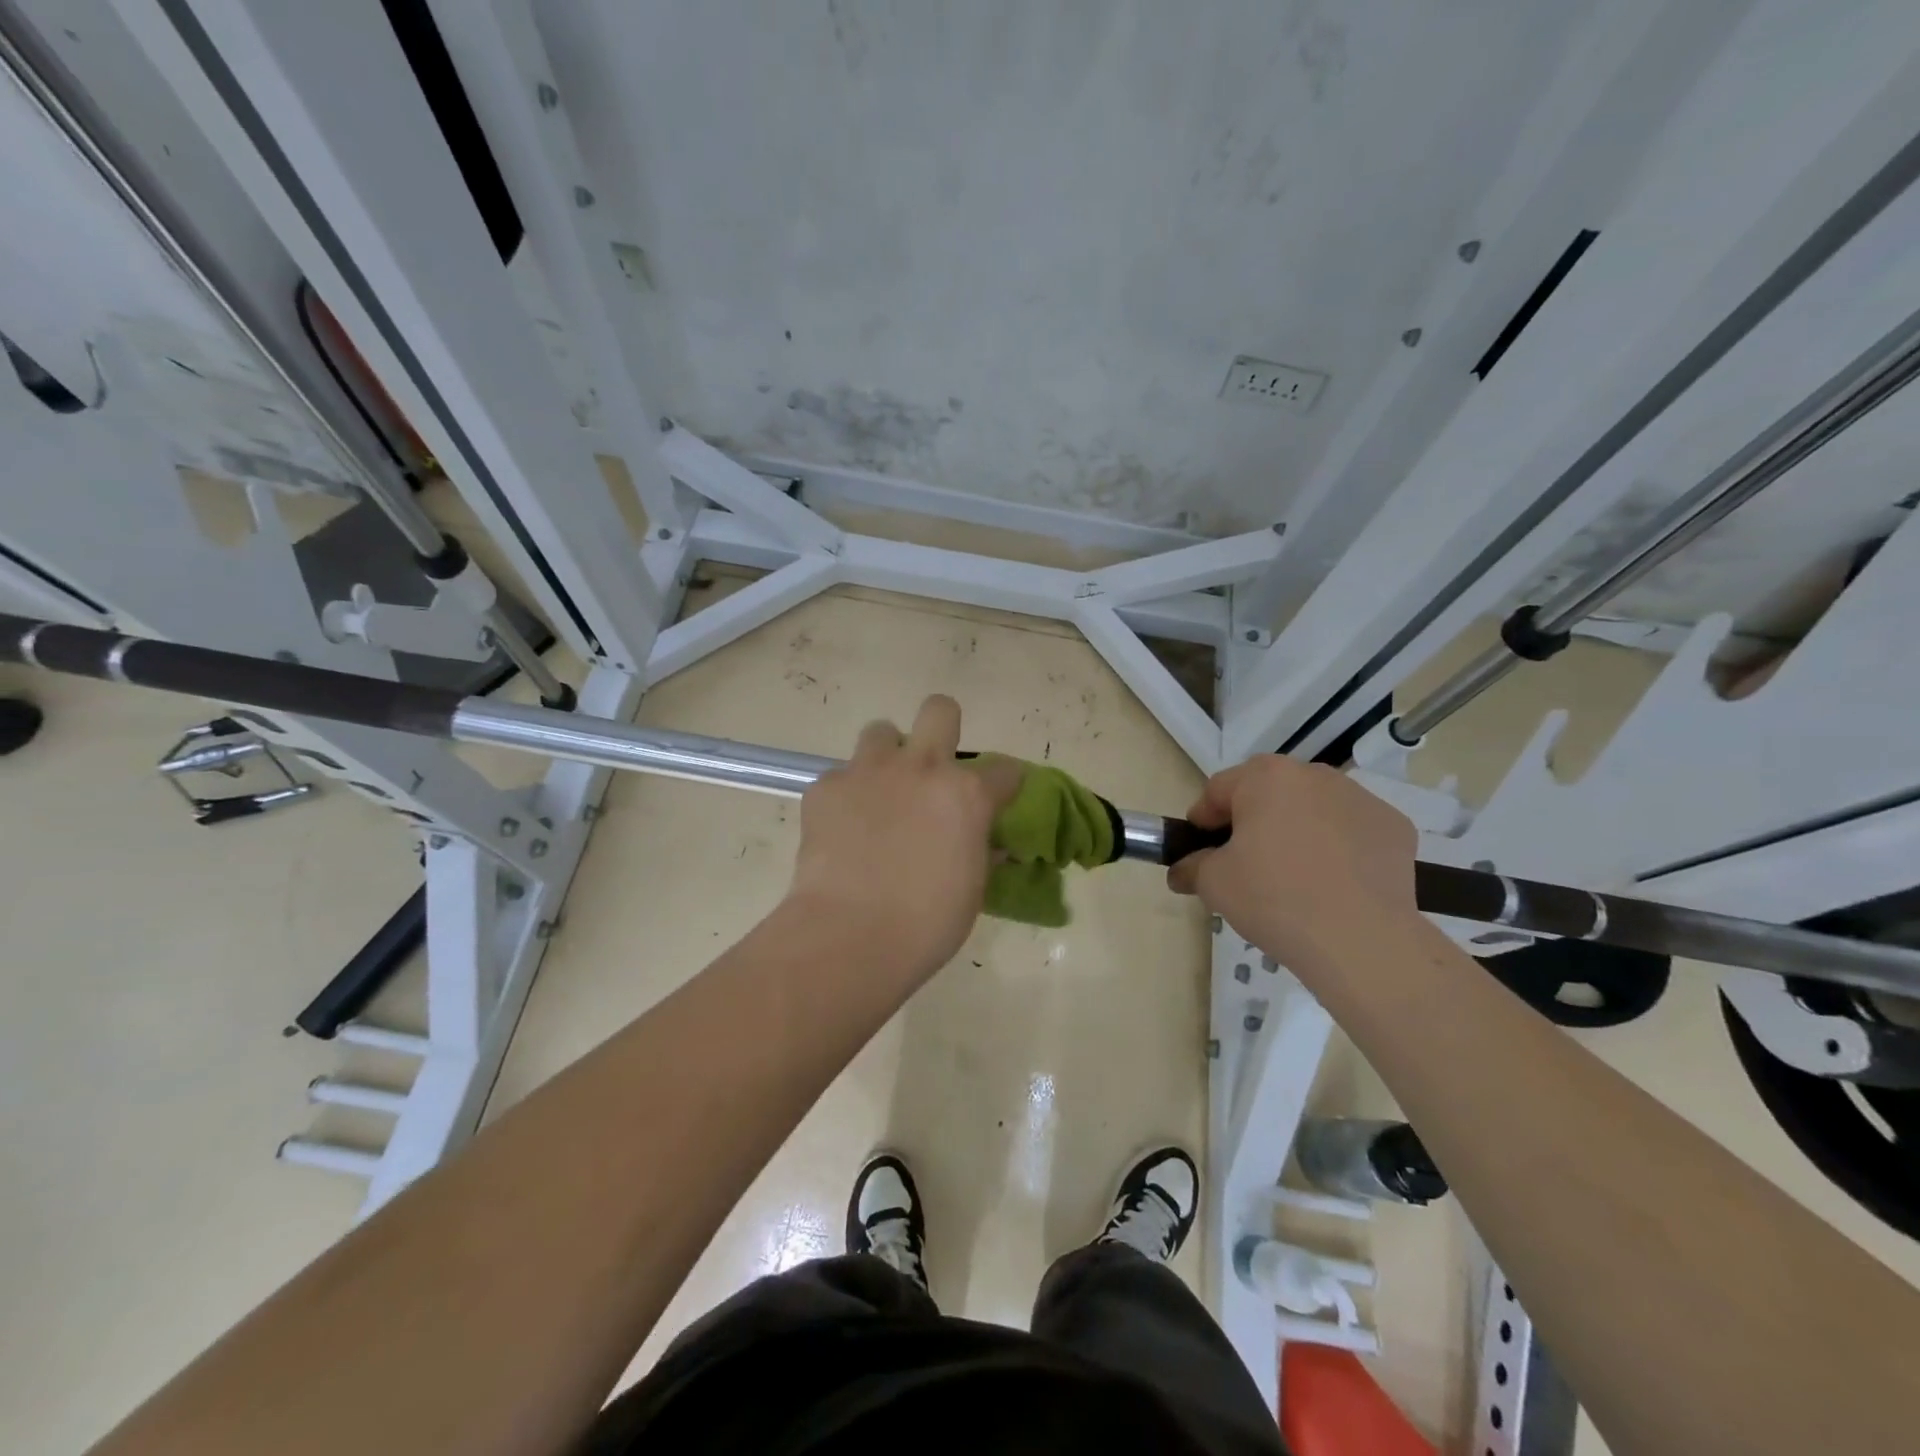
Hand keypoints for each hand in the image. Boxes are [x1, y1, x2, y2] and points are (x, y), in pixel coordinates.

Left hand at [785, 696, 1020, 983]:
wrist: (850, 936)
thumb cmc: (926, 924)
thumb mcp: (971, 889)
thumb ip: (980, 852)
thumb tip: (987, 844)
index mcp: (966, 794)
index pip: (1005, 769)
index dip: (1005, 783)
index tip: (998, 799)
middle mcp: (921, 768)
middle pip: (939, 711)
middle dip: (941, 727)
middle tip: (932, 766)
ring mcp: (869, 772)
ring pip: (880, 733)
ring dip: (886, 756)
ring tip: (880, 793)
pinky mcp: (825, 787)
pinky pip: (839, 776)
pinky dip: (845, 796)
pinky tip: (842, 829)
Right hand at [1167, 756, 1418, 969]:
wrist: (1361, 940)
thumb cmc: (1274, 898)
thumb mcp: (1213, 884)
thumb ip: (1191, 867)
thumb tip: (1182, 870)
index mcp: (1265, 777)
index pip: (1219, 790)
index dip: (1203, 820)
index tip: (1200, 851)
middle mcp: (1314, 775)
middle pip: (1269, 793)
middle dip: (1253, 821)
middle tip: (1245, 863)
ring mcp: (1360, 798)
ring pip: (1312, 808)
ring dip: (1297, 830)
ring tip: (1294, 876)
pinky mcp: (1394, 827)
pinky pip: (1351, 831)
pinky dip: (1339, 848)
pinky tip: (1335, 884)